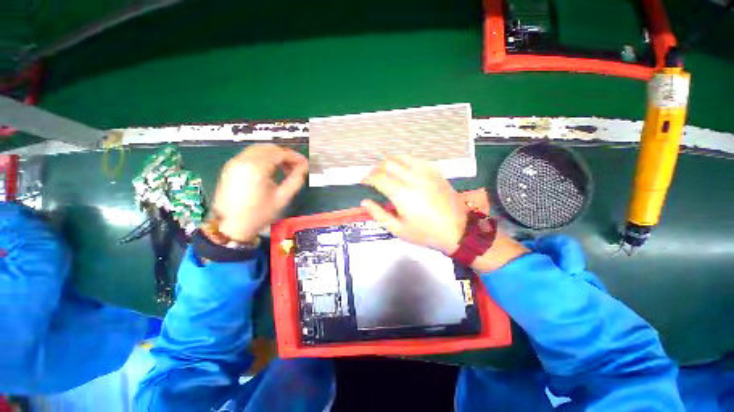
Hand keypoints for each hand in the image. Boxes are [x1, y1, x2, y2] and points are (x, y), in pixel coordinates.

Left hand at [212, 144, 307, 242]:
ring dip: (274, 155)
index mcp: (256, 167)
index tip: (305, 164)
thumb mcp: (283, 198)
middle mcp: (243, 160)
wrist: (231, 226)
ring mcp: (234, 162)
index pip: (280, 153)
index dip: (295, 157)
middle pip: (269, 148)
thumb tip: (305, 166)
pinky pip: (250, 155)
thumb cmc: (260, 214)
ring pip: (259, 149)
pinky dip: (264, 158)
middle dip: (285, 155)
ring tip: (285, 169)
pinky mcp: (230, 167)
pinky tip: (271, 170)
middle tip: (296, 167)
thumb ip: (296, 179)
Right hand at [361, 156, 467, 253]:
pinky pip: (417, 160)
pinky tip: (404, 170)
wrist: (458, 231)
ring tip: (386, 172)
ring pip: (402, 157)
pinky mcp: (436, 172)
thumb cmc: (425, 233)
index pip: (378, 177)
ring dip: (390, 162)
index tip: (363, 182)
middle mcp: (413, 178)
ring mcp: (426, 173)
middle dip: (376, 169)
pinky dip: (405, 162)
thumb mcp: (398, 229)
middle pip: (388, 163)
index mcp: (402, 194)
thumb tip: (364, 202)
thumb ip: (379, 214)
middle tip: (373, 178)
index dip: (367, 178)